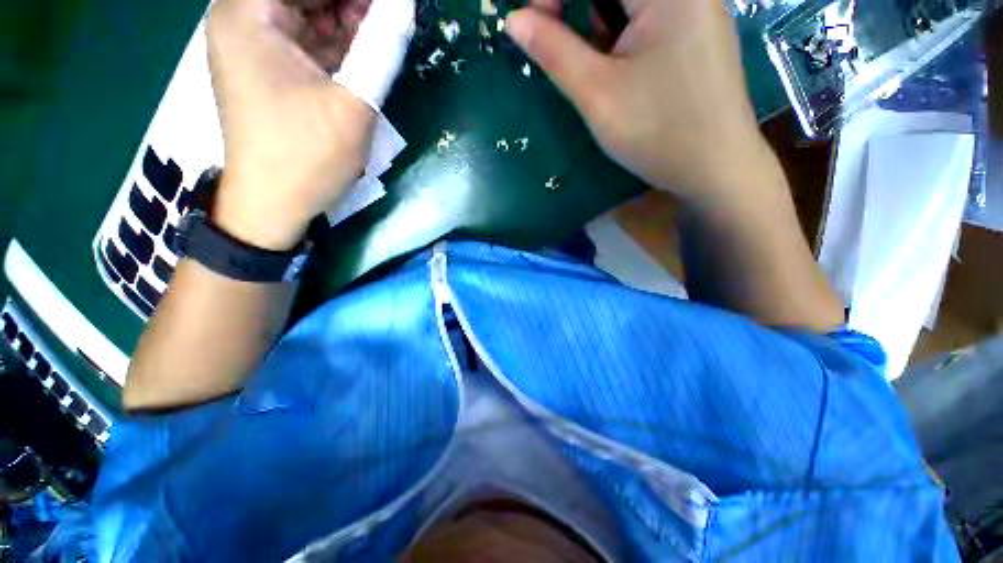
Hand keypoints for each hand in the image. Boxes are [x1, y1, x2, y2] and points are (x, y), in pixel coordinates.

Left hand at [207, 0, 402, 249]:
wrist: (274, 205)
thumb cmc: (307, 156)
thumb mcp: (353, 103)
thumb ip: (382, 48)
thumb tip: (405, 5)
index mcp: (248, 12)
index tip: (391, 7)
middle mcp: (243, 18)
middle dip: (352, 5)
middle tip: (390, 19)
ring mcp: (254, 45)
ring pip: (308, 12)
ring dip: (348, 19)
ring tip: (382, 34)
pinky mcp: (268, 70)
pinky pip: (306, 39)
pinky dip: (337, 42)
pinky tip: (364, 51)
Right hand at [506, 0, 769, 207]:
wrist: (715, 167)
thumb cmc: (657, 133)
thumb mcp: (598, 94)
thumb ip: (554, 52)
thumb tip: (514, 20)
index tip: (531, 22)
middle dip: (576, 7)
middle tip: (554, 41)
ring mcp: (696, 6)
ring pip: (628, 1)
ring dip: (597, 22)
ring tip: (594, 66)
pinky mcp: (695, 28)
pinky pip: (647, 15)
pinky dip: (619, 32)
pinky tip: (617, 64)